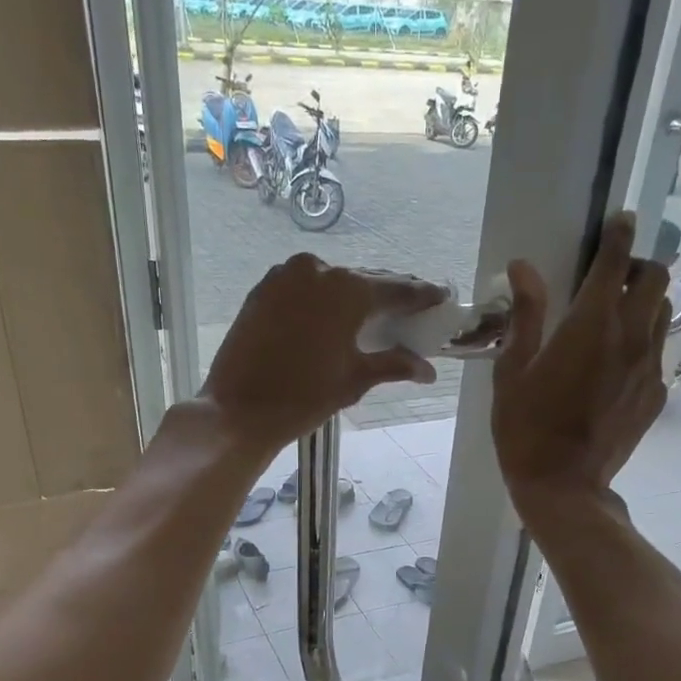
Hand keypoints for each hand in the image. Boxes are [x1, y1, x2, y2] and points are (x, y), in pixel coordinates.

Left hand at [201, 254, 441, 454]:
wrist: (238, 410)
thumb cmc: (304, 397)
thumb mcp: (354, 380)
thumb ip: (393, 365)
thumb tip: (427, 370)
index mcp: (347, 290)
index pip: (396, 290)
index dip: (422, 296)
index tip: (441, 296)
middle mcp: (318, 270)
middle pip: (363, 281)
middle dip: (387, 296)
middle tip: (410, 309)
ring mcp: (285, 276)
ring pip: (331, 283)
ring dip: (353, 297)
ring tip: (371, 316)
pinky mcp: (263, 289)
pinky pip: (304, 288)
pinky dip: (322, 300)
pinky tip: (332, 317)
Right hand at [491, 211, 670, 512]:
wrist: (564, 486)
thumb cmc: (526, 429)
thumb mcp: (512, 371)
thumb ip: (524, 315)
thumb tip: (523, 266)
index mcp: (590, 323)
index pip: (616, 259)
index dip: (619, 233)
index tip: (619, 220)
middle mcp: (630, 336)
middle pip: (656, 277)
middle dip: (638, 266)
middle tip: (613, 278)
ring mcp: (649, 366)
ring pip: (663, 313)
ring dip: (645, 302)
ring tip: (618, 317)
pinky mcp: (656, 394)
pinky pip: (658, 352)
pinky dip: (643, 342)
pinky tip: (619, 363)